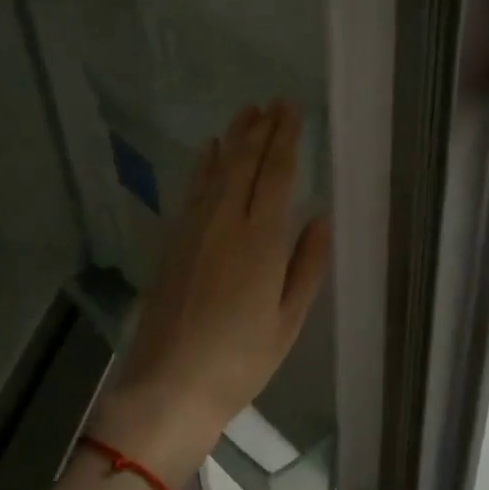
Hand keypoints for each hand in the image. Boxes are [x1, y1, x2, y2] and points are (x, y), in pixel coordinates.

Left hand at [98, 101, 330, 488]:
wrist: (169, 386)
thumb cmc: (239, 361)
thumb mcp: (288, 321)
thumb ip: (307, 266)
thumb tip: (320, 218)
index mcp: (261, 241)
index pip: (276, 174)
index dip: (285, 139)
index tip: (291, 111)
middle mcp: (225, 223)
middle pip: (244, 163)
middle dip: (260, 130)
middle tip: (272, 102)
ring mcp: (193, 230)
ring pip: (215, 170)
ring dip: (232, 139)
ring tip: (246, 113)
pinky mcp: (172, 242)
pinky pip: (191, 190)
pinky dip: (203, 166)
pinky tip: (208, 152)